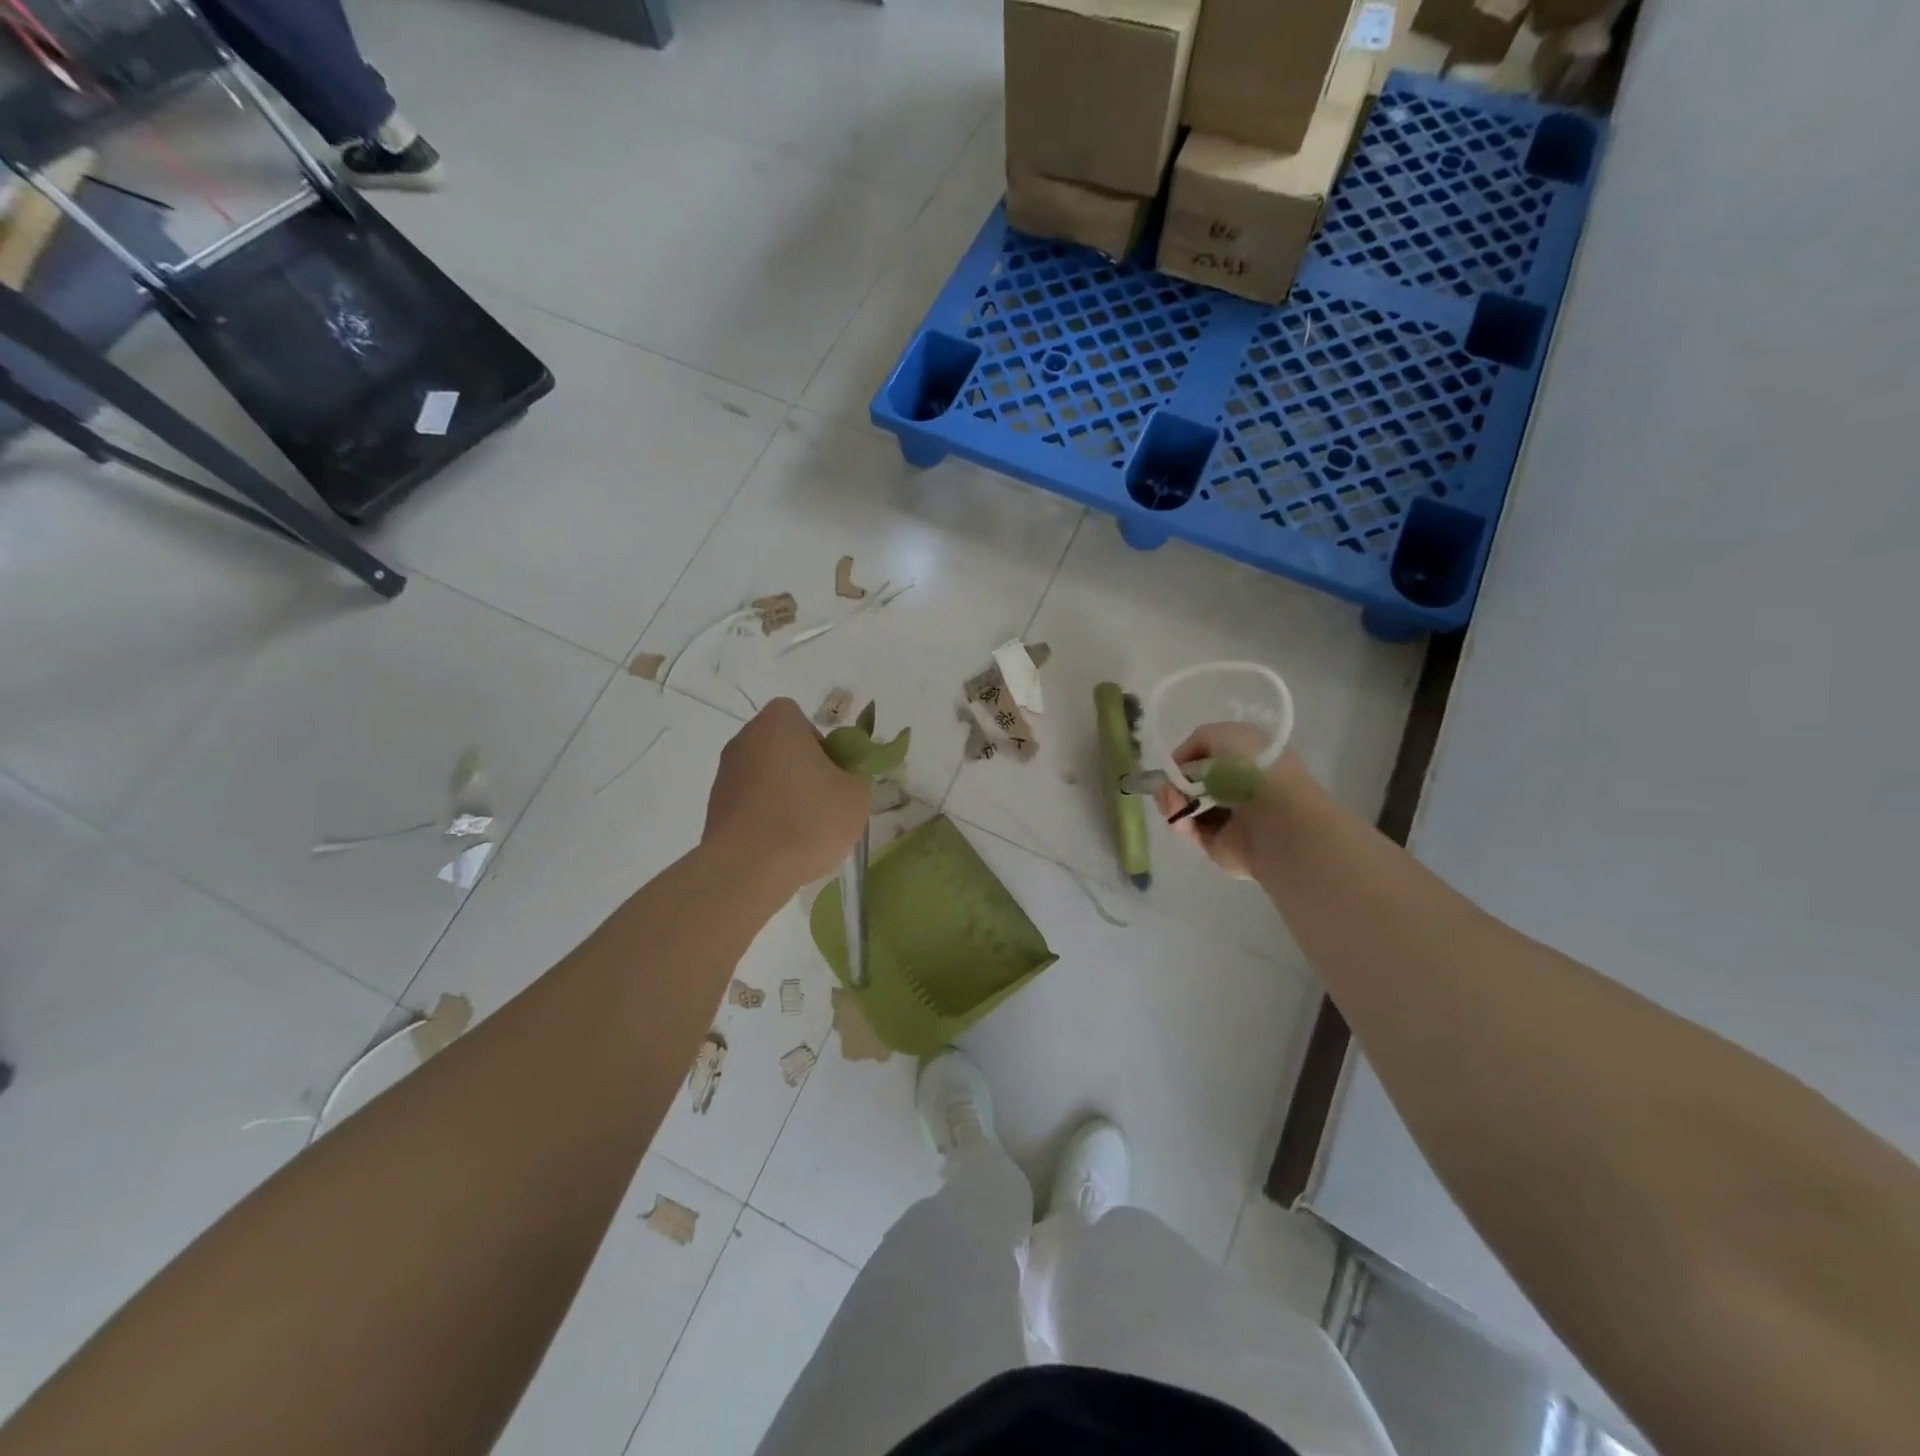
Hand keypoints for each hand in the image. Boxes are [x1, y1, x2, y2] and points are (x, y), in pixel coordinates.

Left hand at [705, 698, 869, 890]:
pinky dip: (764, 818)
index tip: (831, 773)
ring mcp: (724, 775)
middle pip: (780, 747)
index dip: (819, 743)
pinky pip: (749, 804)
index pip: (798, 718)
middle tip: (823, 800)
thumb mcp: (856, 794)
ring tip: (802, 830)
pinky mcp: (714, 809)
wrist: (750, 868)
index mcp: (777, 724)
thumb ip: (854, 774)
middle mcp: (744, 740)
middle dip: (801, 769)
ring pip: (764, 776)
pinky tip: (780, 845)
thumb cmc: (809, 818)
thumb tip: (840, 776)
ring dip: (782, 794)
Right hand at [1152, 723, 1300, 879]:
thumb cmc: (1256, 770)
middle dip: (1172, 781)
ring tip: (1172, 801)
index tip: (1174, 764)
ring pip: (1184, 805)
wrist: (1277, 819)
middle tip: (1167, 786)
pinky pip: (1188, 828)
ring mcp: (1226, 817)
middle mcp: (1237, 788)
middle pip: (1190, 782)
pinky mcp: (1216, 842)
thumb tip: (1182, 765)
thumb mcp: (1226, 734)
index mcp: (1247, 760)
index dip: (1186, 758)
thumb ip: (1198, 740)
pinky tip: (1180, 818)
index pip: (1207, 757)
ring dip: (1170, 800)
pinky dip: (1179, 821)